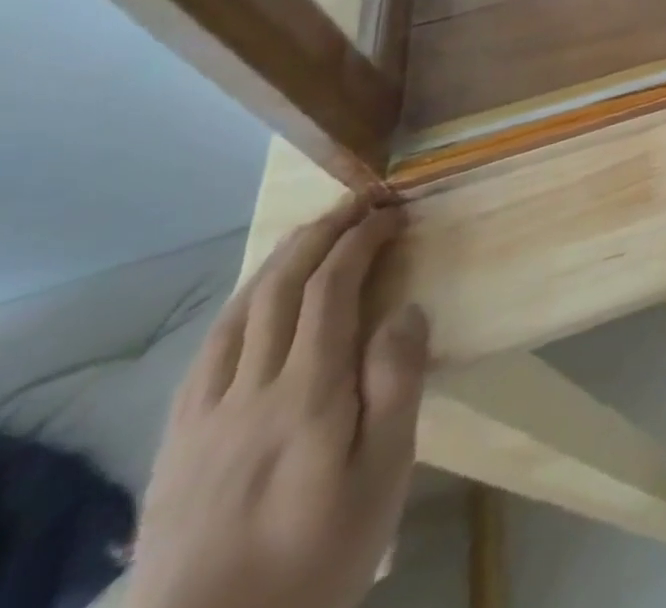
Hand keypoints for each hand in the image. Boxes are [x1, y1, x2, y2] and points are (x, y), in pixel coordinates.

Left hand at [125, 200, 429, 607]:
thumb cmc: (321, 549)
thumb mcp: (384, 472)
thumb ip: (396, 385)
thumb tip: (405, 311)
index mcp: (307, 394)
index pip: (332, 290)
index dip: (362, 240)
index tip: (394, 211)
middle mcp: (249, 391)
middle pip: (281, 289)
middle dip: (322, 233)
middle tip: (360, 200)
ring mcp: (204, 416)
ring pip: (239, 313)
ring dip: (279, 260)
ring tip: (314, 231)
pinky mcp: (177, 442)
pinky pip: (207, 353)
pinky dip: (240, 306)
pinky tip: (256, 300)